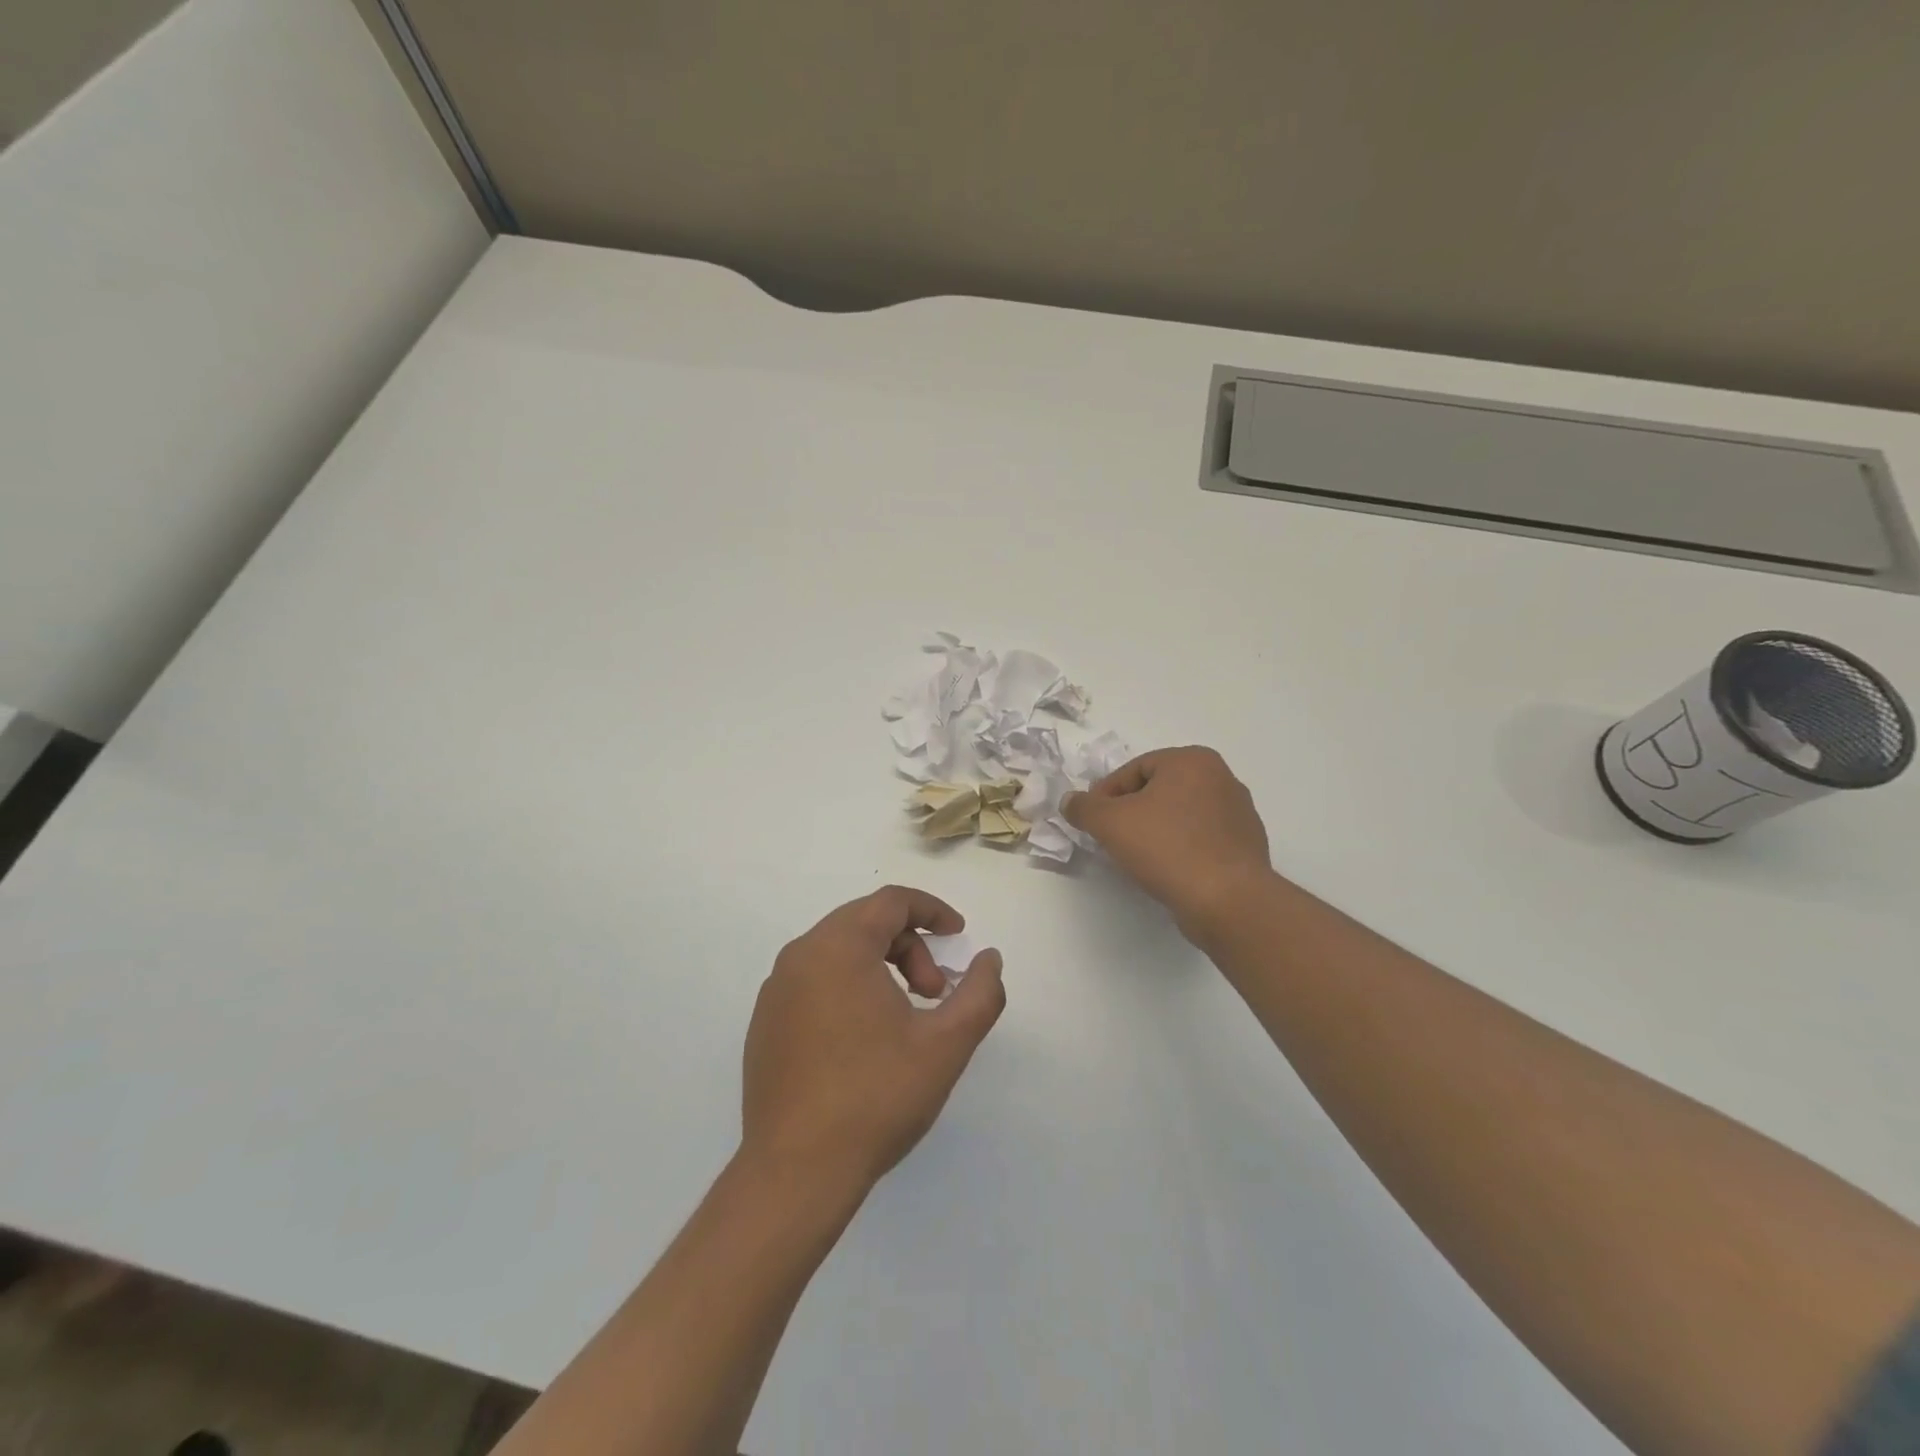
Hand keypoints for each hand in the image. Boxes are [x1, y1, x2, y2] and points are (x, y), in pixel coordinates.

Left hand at [742, 886, 1006, 1195]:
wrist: (796, 1172)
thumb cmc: (876, 1096)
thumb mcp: (946, 1044)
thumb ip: (980, 993)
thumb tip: (989, 959)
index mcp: (838, 947)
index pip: (891, 902)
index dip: (932, 910)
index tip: (959, 936)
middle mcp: (800, 955)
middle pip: (865, 923)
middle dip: (910, 947)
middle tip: (934, 993)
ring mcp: (776, 991)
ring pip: (839, 953)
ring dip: (881, 967)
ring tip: (904, 1020)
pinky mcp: (765, 1023)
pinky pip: (815, 982)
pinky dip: (849, 988)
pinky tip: (864, 1041)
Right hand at [1062, 746, 1271, 937]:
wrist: (1228, 901)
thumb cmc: (1167, 848)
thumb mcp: (1110, 823)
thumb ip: (1084, 807)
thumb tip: (1070, 801)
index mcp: (1192, 761)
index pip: (1134, 769)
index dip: (1105, 794)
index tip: (1092, 820)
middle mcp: (1222, 778)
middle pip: (1159, 789)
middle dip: (1131, 811)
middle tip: (1111, 837)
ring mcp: (1239, 813)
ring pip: (1180, 815)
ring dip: (1155, 830)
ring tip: (1136, 856)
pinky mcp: (1246, 846)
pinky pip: (1201, 838)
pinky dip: (1180, 848)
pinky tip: (1166, 870)